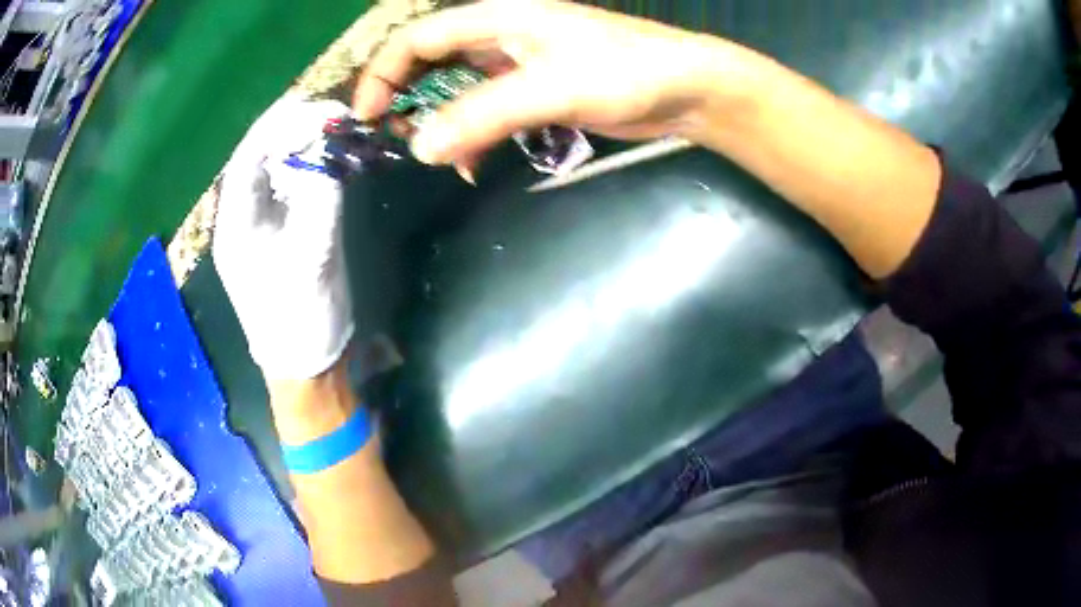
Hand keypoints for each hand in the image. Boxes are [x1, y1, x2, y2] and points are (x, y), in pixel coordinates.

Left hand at [213, 96, 353, 379]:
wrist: (306, 361)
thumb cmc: (300, 320)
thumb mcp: (312, 260)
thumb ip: (320, 200)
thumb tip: (332, 149)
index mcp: (235, 225)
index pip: (248, 157)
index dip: (280, 125)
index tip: (320, 107)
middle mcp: (243, 214)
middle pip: (261, 154)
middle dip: (296, 128)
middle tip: (338, 115)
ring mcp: (262, 220)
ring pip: (278, 164)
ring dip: (307, 142)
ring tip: (341, 129)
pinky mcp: (283, 226)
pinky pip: (294, 181)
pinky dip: (315, 163)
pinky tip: (336, 156)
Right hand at [353, 0, 750, 168]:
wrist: (685, 89)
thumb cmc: (623, 72)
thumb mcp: (547, 89)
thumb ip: (481, 115)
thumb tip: (420, 149)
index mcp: (496, 19)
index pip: (417, 39)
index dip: (383, 74)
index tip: (366, 119)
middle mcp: (500, 38)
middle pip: (432, 65)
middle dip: (408, 102)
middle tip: (397, 143)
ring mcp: (519, 66)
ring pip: (458, 92)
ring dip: (443, 126)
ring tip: (439, 160)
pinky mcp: (538, 92)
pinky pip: (488, 112)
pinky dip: (475, 137)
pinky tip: (475, 164)